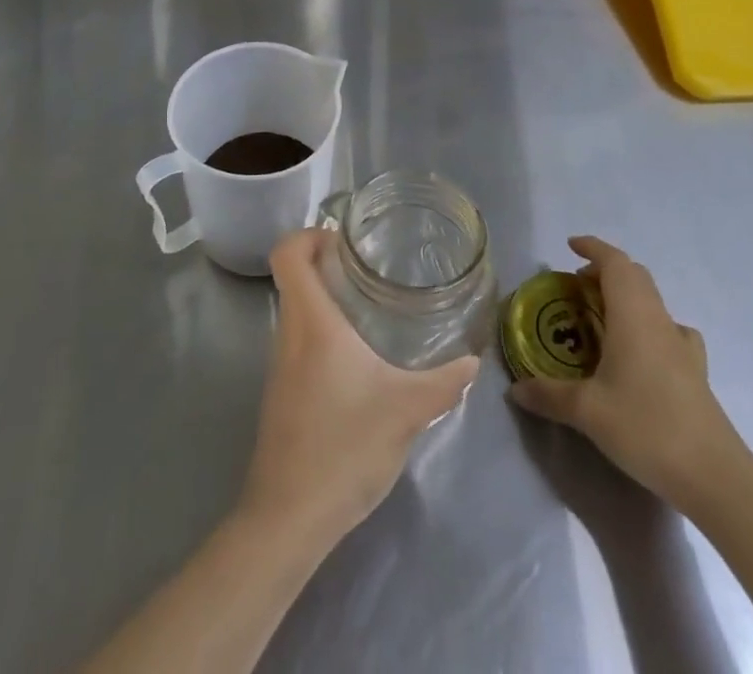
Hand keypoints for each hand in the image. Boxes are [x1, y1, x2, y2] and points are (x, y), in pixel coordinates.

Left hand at [238, 229, 478, 548]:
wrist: (288, 518)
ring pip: (296, 309)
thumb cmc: (344, 447)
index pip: (287, 253)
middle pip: (293, 276)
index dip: (308, 234)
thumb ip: (444, 382)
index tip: (343, 238)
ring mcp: (279, 365)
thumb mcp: (406, 411)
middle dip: (326, 262)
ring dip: (325, 297)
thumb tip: (473, 360)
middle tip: (368, 266)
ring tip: (368, 305)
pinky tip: (357, 358)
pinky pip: (298, 340)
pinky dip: (322, 331)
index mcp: (311, 321)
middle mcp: (288, 333)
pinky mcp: (281, 393)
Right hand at [509, 235, 749, 509]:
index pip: (614, 263)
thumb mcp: (587, 412)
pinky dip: (649, 325)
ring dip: (626, 297)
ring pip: (652, 301)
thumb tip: (515, 389)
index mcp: (633, 315)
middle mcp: (659, 320)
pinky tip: (641, 352)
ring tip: (602, 317)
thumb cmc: (646, 427)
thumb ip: (549, 395)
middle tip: (577, 286)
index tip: (571, 246)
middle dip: (605, 271)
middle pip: (635, 276)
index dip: (593, 248)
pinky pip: (669, 330)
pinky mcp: (695, 371)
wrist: (715, 476)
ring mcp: (682, 345)